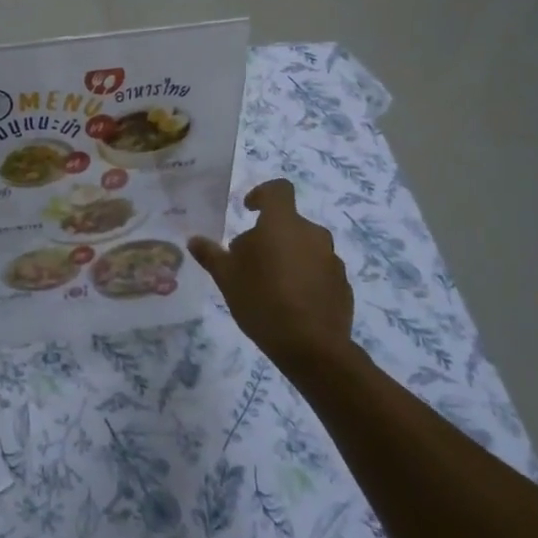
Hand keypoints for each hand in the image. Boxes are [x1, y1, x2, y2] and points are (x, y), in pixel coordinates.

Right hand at [189, 179, 354, 368]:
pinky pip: (319, 270)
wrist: (312, 347)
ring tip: (270, 285)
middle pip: (288, 223)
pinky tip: (291, 303)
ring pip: (304, 247)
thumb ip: (211, 255)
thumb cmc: (262, 300)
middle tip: (249, 261)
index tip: (248, 210)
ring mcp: (332, 259)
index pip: (278, 190)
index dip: (262, 194)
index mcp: (282, 224)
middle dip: (269, 236)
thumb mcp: (226, 278)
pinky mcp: (343, 284)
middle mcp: (312, 234)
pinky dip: (305, 277)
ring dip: (288, 256)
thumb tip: (194, 240)